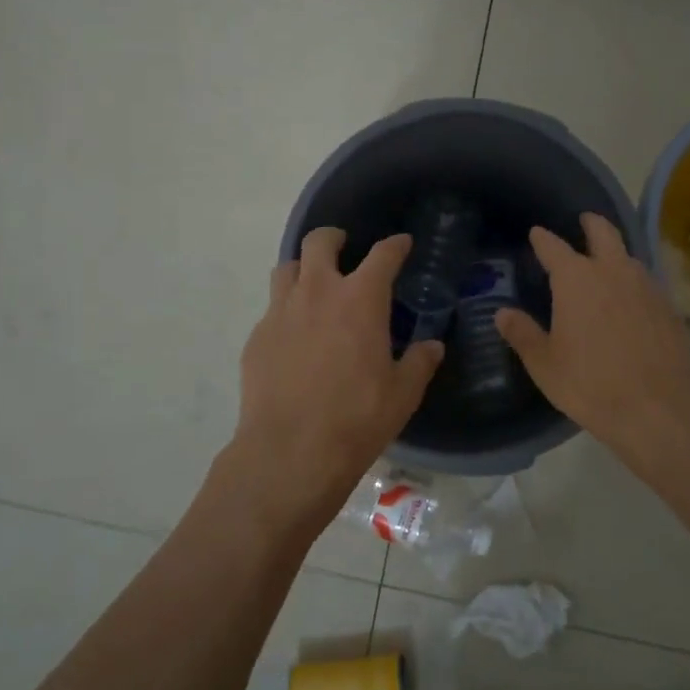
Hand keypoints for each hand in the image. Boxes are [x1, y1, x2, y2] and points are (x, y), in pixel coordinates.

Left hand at [219, 227, 443, 530]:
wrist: (290, 452)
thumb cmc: (356, 418)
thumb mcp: (402, 394)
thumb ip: (419, 363)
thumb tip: (432, 346)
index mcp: (360, 299)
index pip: (382, 255)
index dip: (395, 245)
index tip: (401, 244)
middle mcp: (317, 292)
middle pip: (319, 242)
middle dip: (333, 238)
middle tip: (343, 247)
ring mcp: (280, 312)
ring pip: (287, 269)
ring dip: (303, 269)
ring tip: (313, 285)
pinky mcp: (257, 337)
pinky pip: (272, 309)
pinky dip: (286, 311)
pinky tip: (294, 337)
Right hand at [497, 213, 689, 484]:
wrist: (661, 409)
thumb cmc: (591, 384)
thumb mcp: (545, 364)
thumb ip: (522, 334)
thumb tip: (502, 313)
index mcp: (576, 279)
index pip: (554, 247)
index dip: (543, 239)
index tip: (536, 233)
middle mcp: (613, 271)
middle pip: (603, 233)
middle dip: (591, 224)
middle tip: (584, 220)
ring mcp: (647, 287)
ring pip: (629, 257)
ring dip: (615, 253)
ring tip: (606, 263)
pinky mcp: (669, 308)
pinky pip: (647, 282)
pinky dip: (634, 281)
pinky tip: (631, 299)